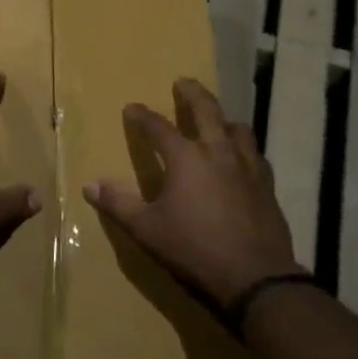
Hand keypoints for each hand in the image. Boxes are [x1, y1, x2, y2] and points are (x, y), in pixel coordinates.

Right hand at [84, 78, 300, 309]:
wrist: (255, 277)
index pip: (158, 128)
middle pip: (207, 110)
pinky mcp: (267, 185)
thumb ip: (119, 204)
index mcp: (186, 158)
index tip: (131, 108)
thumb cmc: (194, 249)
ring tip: (217, 119)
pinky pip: (255, 155)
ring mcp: (247, 167)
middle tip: (183, 81)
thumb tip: (90, 186)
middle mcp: (218, 152)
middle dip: (193, 93)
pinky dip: (244, 148)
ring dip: (224, 118)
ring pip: (238, 128)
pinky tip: (242, 159)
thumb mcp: (147, 229)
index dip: (142, 116)